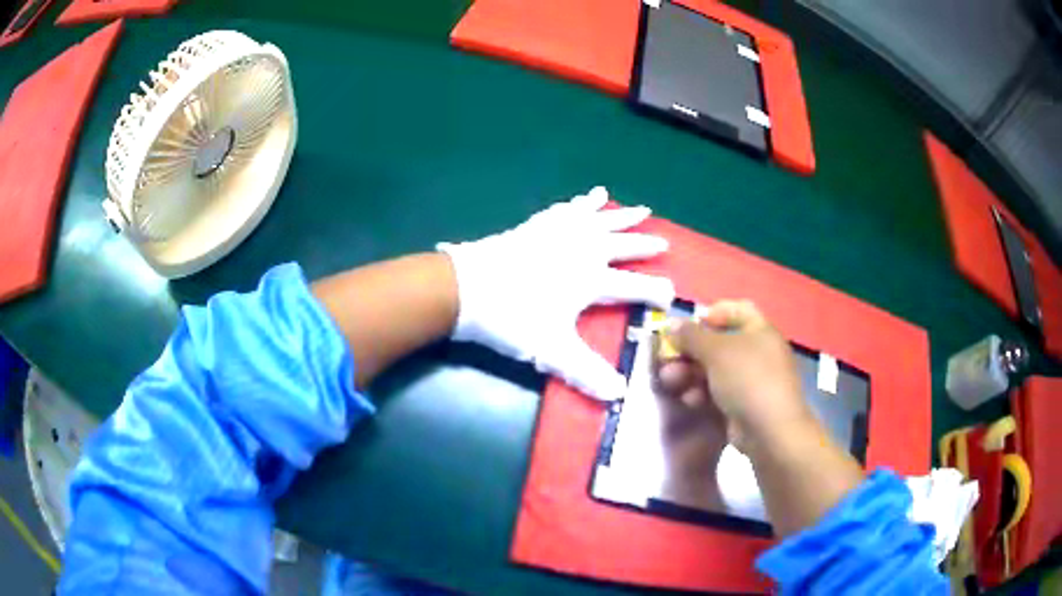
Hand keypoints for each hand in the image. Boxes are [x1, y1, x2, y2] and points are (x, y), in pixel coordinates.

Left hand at [438, 186, 674, 400]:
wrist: (465, 287)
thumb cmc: (512, 318)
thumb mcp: (552, 350)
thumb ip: (586, 372)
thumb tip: (617, 395)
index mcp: (590, 280)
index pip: (633, 286)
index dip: (655, 290)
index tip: (673, 293)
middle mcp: (582, 250)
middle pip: (622, 245)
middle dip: (645, 245)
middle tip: (664, 242)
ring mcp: (559, 233)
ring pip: (600, 220)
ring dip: (622, 216)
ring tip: (642, 208)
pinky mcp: (537, 226)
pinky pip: (567, 210)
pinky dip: (581, 203)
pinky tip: (589, 197)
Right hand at [658, 300, 811, 450]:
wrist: (770, 431)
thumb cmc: (747, 378)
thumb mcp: (716, 351)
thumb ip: (691, 336)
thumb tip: (672, 324)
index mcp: (760, 331)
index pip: (739, 310)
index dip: (715, 312)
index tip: (691, 323)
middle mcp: (758, 353)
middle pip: (720, 343)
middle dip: (691, 350)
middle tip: (668, 357)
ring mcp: (751, 382)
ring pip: (716, 370)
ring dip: (690, 372)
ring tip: (669, 380)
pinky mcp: (743, 406)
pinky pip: (718, 392)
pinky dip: (702, 393)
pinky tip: (689, 400)